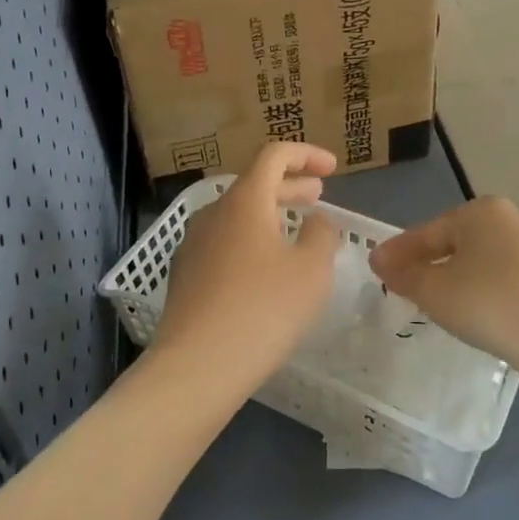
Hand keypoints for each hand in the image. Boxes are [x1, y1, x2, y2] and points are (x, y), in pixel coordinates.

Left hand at [153, 143, 342, 390]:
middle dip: (290, 186)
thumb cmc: (263, 309)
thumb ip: (321, 235)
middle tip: (318, 196)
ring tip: (295, 232)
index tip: (332, 168)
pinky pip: (225, 242)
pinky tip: (266, 269)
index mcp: (244, 200)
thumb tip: (317, 221)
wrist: (197, 365)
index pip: (274, 155)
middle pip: (254, 184)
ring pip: (238, 215)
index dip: (306, 154)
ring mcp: (194, 244)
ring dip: (270, 215)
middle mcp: (213, 213)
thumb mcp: (311, 270)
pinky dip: (251, 240)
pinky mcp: (186, 274)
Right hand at [369, 197, 518, 376]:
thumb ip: (402, 273)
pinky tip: (478, 310)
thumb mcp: (433, 290)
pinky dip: (486, 288)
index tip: (378, 269)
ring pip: (482, 259)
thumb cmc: (488, 304)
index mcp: (482, 210)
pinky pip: (506, 276)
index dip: (400, 253)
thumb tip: (378, 259)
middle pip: (456, 242)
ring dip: (458, 276)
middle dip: (430, 262)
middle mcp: (513, 217)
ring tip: (439, 302)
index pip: (428, 232)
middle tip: (406, 287)